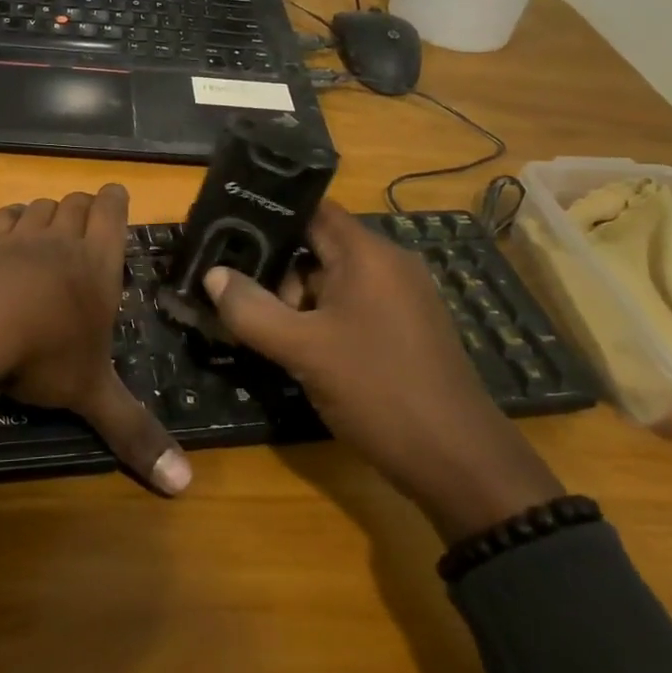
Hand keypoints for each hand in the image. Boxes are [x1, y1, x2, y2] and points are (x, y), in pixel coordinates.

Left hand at [0, 184, 190, 495]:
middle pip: (76, 204)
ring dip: (48, 212)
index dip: (115, 201)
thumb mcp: (93, 395)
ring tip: (50, 226)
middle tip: (86, 219)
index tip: (115, 196)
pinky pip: (1, 217)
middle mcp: (62, 241)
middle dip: (83, 207)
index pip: (112, 213)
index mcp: (98, 265)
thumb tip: (185, 485)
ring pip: (40, 207)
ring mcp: (20, 238)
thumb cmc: (46, 354)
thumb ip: (135, 433)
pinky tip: (9, 228)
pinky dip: (9, 219)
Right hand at [202, 200, 561, 540]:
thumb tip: (213, 274)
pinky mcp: (404, 330)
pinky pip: (351, 308)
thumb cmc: (378, 390)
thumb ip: (251, 309)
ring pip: (332, 281)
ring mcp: (400, 299)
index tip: (226, 229)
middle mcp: (388, 265)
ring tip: (262, 331)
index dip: (268, 215)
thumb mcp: (303, 350)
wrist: (458, 462)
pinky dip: (320, 320)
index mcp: (368, 254)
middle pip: (317, 246)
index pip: (311, 210)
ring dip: (296, 301)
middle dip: (276, 270)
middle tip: (238, 298)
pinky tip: (297, 349)